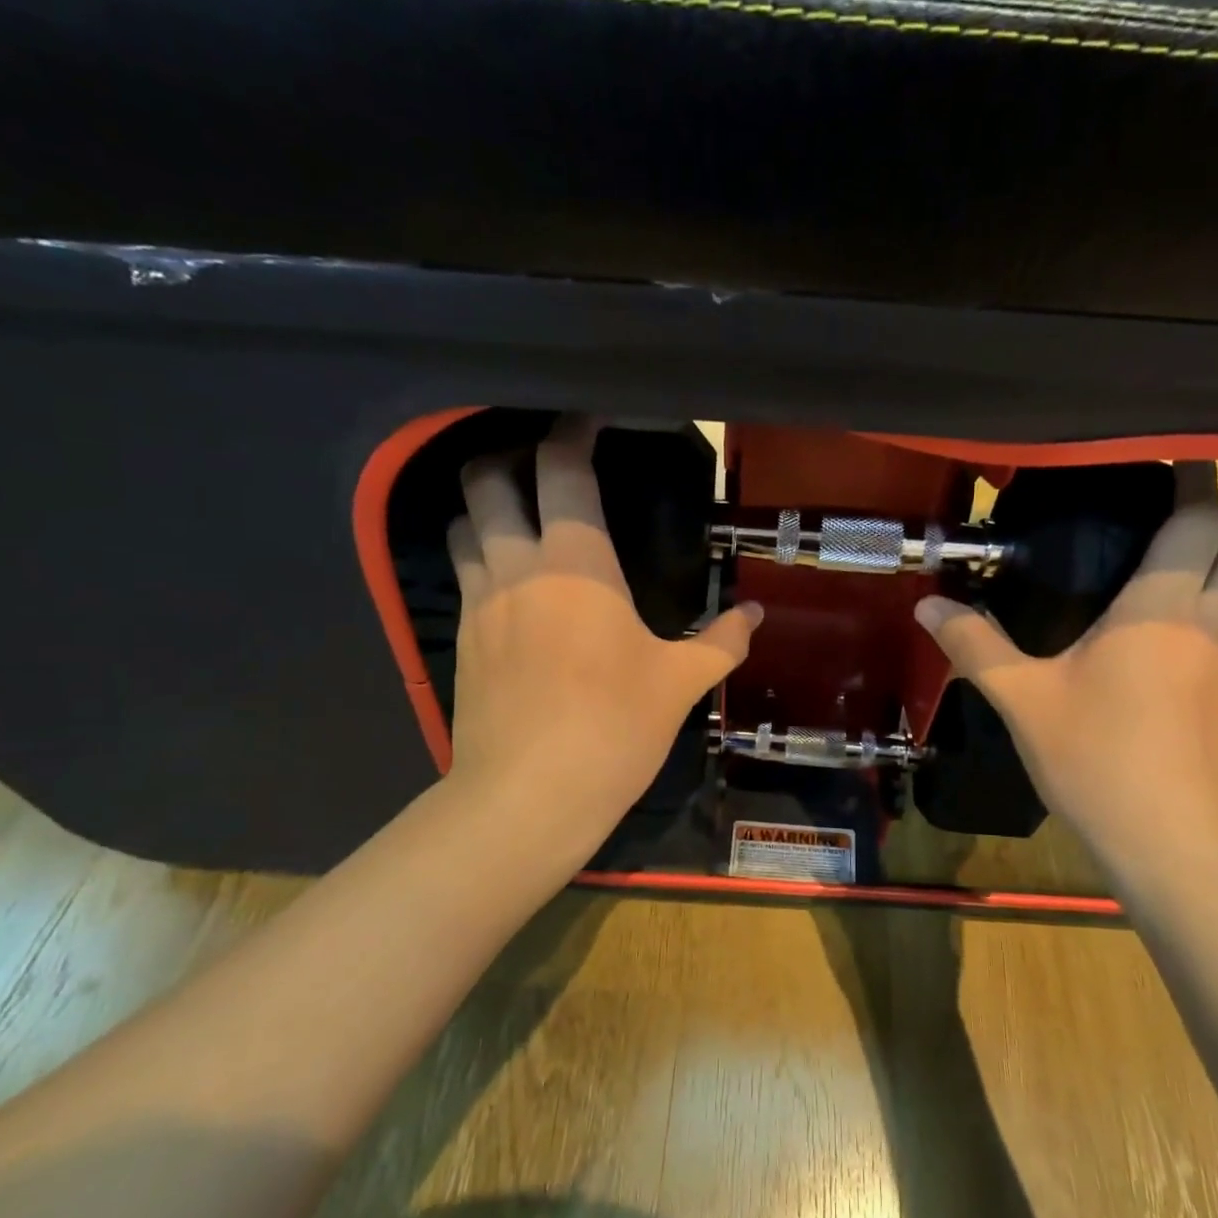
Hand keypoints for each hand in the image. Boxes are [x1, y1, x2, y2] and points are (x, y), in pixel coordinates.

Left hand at [441, 418, 761, 872]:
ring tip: (520, 520)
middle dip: (509, 457)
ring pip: (462, 526)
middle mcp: (518, 567)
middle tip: (543, 466)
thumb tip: (756, 615)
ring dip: (485, 510)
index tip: (591, 419)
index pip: (562, 469)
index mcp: (576, 563)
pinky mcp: (461, 640)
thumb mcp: (680, 683)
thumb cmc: (614, 728)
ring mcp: (480, 603)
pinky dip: (479, 560)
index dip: (573, 432)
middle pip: (487, 482)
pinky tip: (511, 586)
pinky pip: (462, 577)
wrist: (528, 798)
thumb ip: (722, 641)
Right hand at [915, 464, 1217, 865]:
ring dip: (1206, 557)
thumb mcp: (1022, 700)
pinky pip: (1215, 622)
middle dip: (1214, 514)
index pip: (1201, 521)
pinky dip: (1191, 602)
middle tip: (1149, 509)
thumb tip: (927, 604)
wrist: (1170, 846)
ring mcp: (1216, 660)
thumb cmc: (1098, 760)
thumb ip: (974, 645)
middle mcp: (1202, 623)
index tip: (1156, 457)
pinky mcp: (1213, 694)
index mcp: (1160, 610)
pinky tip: (1135, 624)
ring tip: (1136, 554)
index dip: (1191, 480)